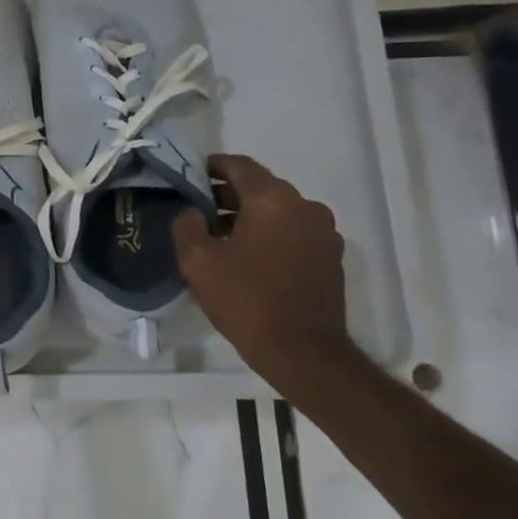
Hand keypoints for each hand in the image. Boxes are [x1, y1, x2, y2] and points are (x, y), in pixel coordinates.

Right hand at [173, 155, 354, 373]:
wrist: (302, 352)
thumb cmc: (246, 299)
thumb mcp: (198, 261)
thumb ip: (187, 225)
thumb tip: (192, 212)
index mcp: (273, 200)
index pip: (240, 166)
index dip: (212, 166)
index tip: (190, 175)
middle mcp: (305, 207)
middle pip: (260, 188)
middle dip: (227, 196)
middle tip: (197, 211)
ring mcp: (323, 233)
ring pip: (277, 212)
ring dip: (248, 217)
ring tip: (219, 238)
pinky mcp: (330, 258)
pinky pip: (293, 233)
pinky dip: (269, 235)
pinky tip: (247, 259)